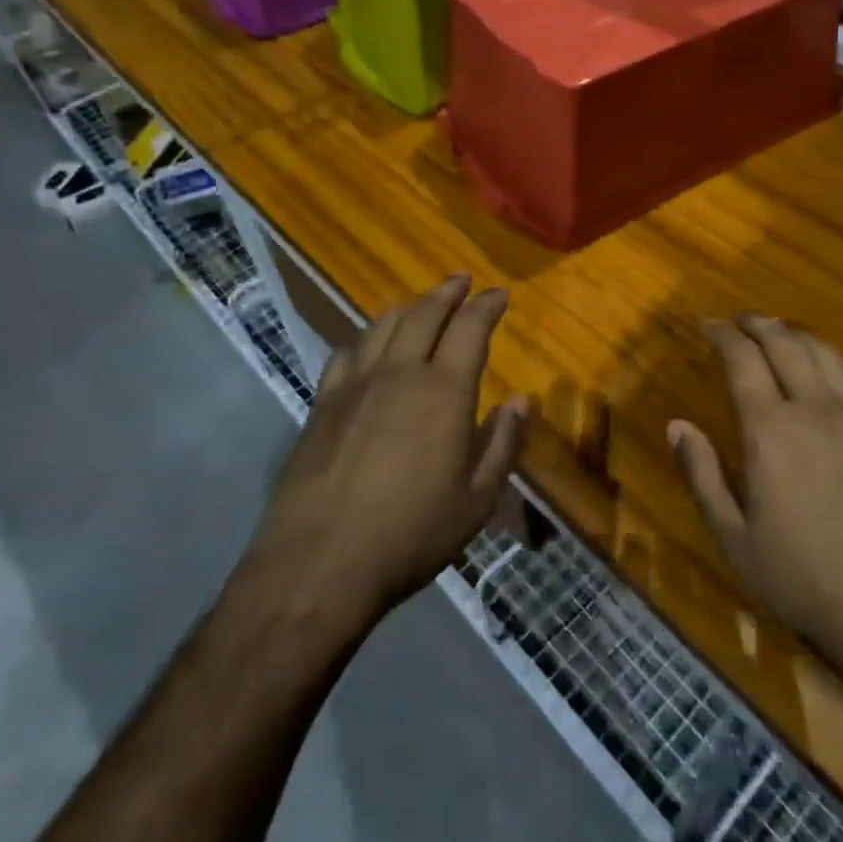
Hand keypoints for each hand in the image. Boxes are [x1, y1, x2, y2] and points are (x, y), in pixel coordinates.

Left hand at [249, 274, 534, 628]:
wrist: (320, 562)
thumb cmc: (412, 533)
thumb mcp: (477, 498)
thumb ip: (503, 442)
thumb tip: (523, 399)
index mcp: (444, 391)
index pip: (470, 329)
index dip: (487, 306)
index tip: (499, 294)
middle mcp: (400, 373)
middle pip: (425, 315)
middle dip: (447, 292)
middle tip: (461, 279)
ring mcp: (355, 385)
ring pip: (383, 326)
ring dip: (408, 306)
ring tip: (420, 302)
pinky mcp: (322, 404)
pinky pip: (347, 351)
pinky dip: (366, 335)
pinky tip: (368, 341)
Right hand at [670, 314, 842, 714]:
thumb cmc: (804, 581)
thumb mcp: (734, 538)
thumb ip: (702, 475)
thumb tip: (676, 425)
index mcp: (771, 428)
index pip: (742, 358)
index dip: (722, 334)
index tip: (707, 324)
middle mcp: (817, 408)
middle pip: (786, 343)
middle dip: (759, 323)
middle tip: (741, 320)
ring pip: (828, 354)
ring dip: (799, 335)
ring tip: (782, 334)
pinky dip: (838, 372)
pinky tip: (835, 385)